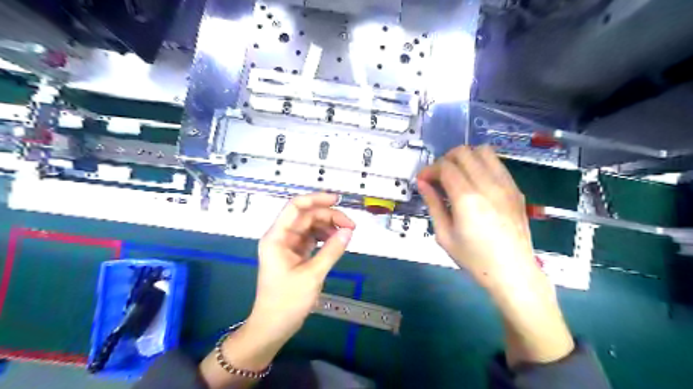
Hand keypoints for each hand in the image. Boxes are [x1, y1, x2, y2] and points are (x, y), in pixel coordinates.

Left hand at [199, 193, 351, 387]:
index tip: (338, 200)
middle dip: (329, 217)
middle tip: (351, 226)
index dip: (316, 199)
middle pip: (306, 216)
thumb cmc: (287, 301)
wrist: (272, 327)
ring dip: (328, 227)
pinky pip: (311, 239)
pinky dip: (325, 237)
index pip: (296, 207)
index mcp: (277, 237)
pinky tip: (336, 241)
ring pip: (310, 226)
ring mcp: (288, 246)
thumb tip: (349, 231)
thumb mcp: (312, 275)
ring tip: (346, 234)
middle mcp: (281, 237)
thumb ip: (331, 250)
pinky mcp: (295, 255)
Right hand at [416, 146, 573, 367]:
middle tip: (438, 177)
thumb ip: (433, 204)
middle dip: (445, 160)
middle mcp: (488, 185)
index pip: (445, 167)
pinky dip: (482, 165)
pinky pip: (497, 164)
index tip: (422, 181)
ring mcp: (506, 185)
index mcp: (467, 198)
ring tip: (457, 175)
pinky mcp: (516, 189)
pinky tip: (475, 183)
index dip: (429, 170)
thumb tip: (423, 184)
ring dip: (465, 158)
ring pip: (483, 151)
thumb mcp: (444, 235)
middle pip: (463, 152)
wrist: (513, 273)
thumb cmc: (474, 259)